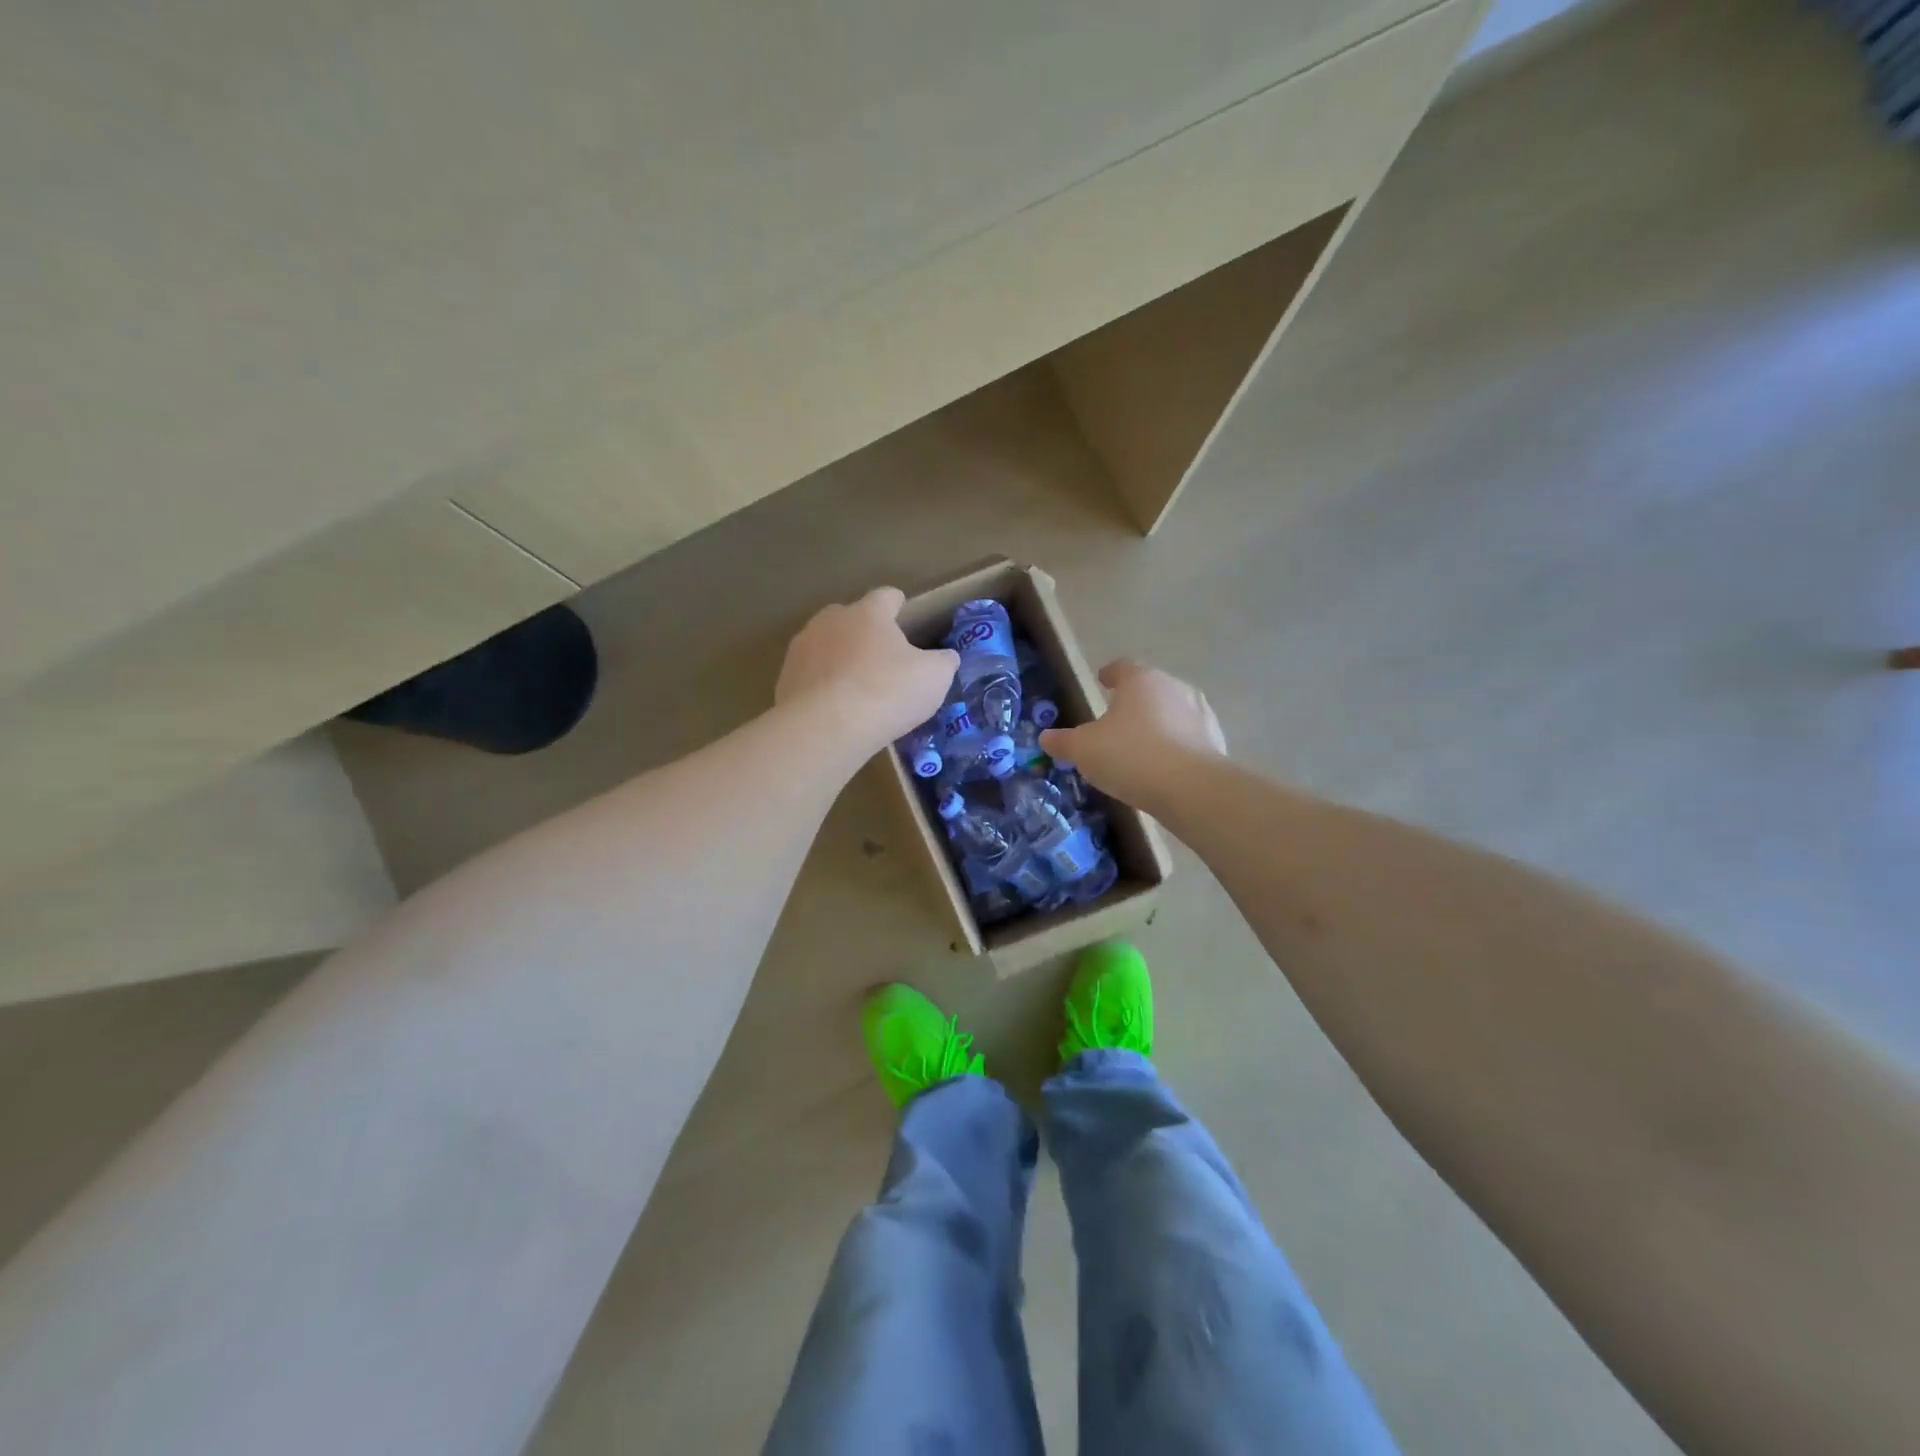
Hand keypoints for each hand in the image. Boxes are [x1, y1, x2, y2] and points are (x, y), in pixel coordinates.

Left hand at [776, 587, 957, 756]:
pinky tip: (835, 709)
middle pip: (852, 618)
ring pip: (827, 646)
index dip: (900, 607)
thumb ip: (943, 662)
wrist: (826, 728)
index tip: (907, 622)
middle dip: (866, 635)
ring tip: (857, 689)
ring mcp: (802, 648)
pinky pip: (811, 675)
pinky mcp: (785, 678)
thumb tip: (944, 658)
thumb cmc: (887, 692)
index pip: (887, 596)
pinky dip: (823, 686)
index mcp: (868, 612)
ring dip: (841, 660)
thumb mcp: (934, 678)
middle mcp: (831, 620)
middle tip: (884, 663)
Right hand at [1040, 659, 1225, 806]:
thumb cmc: (1130, 756)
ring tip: (1141, 745)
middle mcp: (1174, 688)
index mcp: (1141, 680)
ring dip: (1158, 723)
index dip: (1109, 674)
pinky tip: (1164, 766)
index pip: (1122, 667)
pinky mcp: (1216, 741)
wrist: (1190, 788)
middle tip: (1117, 719)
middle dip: (1135, 701)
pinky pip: (1189, 738)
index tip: (1102, 680)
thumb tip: (1045, 737)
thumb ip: (1063, 742)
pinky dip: (1176, 745)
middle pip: (1150, 688)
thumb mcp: (1084, 750)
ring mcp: (1200, 713)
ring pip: (1173, 711)